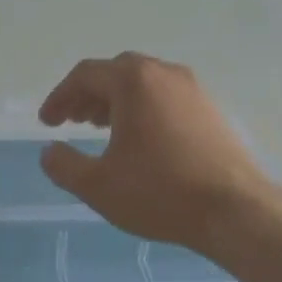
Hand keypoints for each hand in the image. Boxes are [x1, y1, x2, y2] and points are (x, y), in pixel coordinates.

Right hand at [37, 52, 269, 254]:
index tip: (48, 123)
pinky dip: (143, 108)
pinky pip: (166, 96)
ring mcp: (193, 89)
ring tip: (101, 129)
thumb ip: (63, 165)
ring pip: (143, 83)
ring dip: (116, 100)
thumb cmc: (159, 192)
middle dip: (88, 94)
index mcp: (133, 81)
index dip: (60, 97)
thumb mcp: (97, 185)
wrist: (234, 210)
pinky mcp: (211, 109)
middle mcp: (164, 73)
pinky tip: (141, 139)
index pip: (85, 75)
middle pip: (115, 72)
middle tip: (73, 121)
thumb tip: (49, 151)